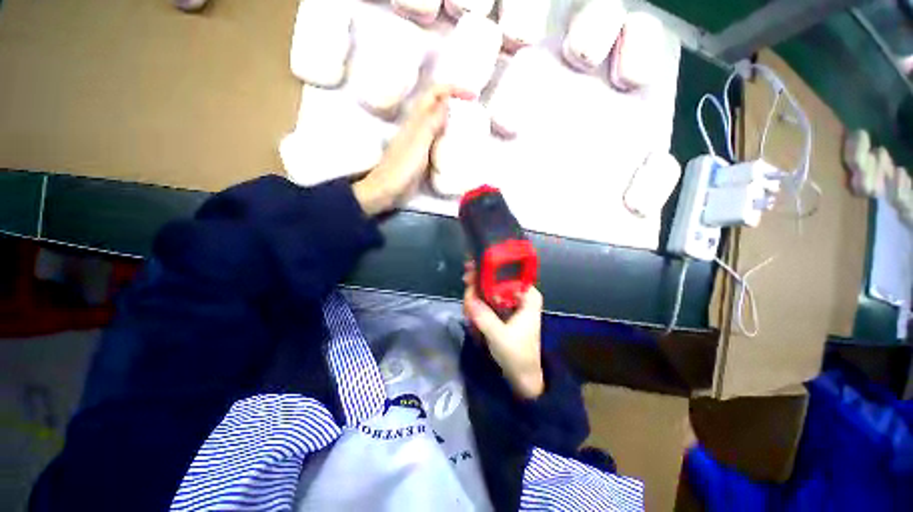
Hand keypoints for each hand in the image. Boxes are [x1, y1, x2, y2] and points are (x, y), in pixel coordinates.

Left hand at [354, 85, 474, 215]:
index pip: (435, 93)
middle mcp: (418, 126)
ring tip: (471, 128)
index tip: (473, 97)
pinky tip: (460, 148)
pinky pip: (440, 142)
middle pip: (439, 105)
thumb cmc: (402, 166)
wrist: (388, 189)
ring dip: (455, 121)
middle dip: (457, 103)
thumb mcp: (419, 142)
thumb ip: (431, 122)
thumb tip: (448, 101)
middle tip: (475, 113)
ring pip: (440, 124)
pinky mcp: (424, 156)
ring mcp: (421, 141)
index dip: (454, 89)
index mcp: (416, 119)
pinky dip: (451, 140)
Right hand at [463, 263, 544, 398]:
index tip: (470, 272)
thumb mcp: (500, 336)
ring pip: (490, 289)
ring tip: (468, 308)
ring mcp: (512, 303)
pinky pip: (489, 300)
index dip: (487, 271)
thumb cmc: (517, 355)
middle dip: (479, 284)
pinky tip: (471, 311)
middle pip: (496, 280)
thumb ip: (484, 316)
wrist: (523, 376)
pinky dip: (479, 303)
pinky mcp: (504, 311)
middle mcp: (521, 295)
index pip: (507, 274)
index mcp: (528, 296)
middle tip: (465, 288)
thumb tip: (468, 296)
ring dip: (476, 295)